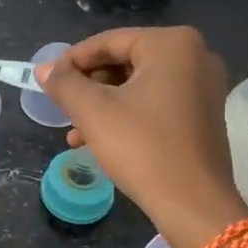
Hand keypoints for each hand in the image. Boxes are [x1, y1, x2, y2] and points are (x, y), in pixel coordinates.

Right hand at [37, 26, 247, 247]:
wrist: (194, 205)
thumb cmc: (143, 148)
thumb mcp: (93, 112)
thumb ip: (64, 84)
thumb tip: (43, 69)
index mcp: (172, 45)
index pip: (108, 42)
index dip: (72, 61)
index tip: (47, 81)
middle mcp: (195, 57)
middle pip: (124, 62)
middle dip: (88, 87)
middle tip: (62, 108)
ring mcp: (203, 87)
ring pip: (137, 86)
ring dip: (102, 106)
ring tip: (74, 133)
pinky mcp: (203, 115)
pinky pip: (155, 103)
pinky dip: (126, 116)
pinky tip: (98, 141)